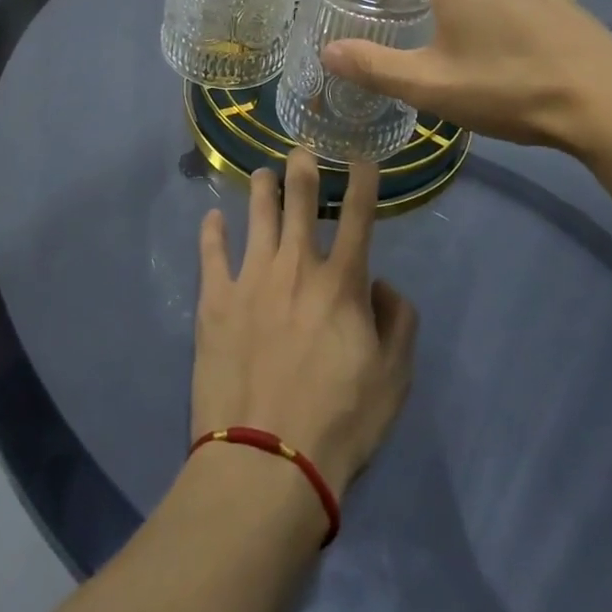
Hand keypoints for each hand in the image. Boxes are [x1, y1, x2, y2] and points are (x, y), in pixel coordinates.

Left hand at [192, 151, 417, 499]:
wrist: (267, 462)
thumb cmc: (340, 422)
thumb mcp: (394, 379)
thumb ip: (399, 323)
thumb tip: (382, 285)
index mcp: (341, 281)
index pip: (357, 215)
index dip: (362, 180)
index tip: (361, 156)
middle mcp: (296, 265)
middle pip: (299, 200)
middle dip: (303, 167)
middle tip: (302, 149)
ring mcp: (251, 278)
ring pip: (257, 214)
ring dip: (262, 188)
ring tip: (263, 174)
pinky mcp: (215, 300)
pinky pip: (211, 252)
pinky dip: (212, 231)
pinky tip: (212, 217)